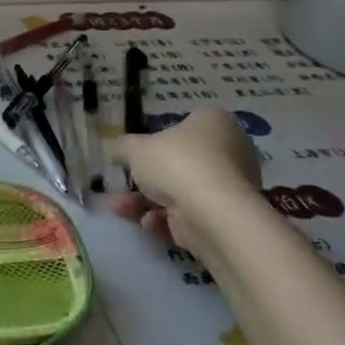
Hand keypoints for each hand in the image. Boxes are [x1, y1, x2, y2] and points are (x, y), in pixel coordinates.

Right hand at [107, 109, 262, 260]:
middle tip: (122, 184)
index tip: (136, 153)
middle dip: (145, 178)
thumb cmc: (176, 164)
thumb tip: (115, 150)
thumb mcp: (135, 148)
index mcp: (214, 122)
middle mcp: (230, 149)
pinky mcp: (225, 215)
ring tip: (119, 207)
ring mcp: (230, 185)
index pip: (184, 124)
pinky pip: (189, 211)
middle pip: (179, 162)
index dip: (157, 139)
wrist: (211, 212)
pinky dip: (165, 218)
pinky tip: (147, 222)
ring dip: (145, 200)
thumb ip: (122, 147)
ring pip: (179, 190)